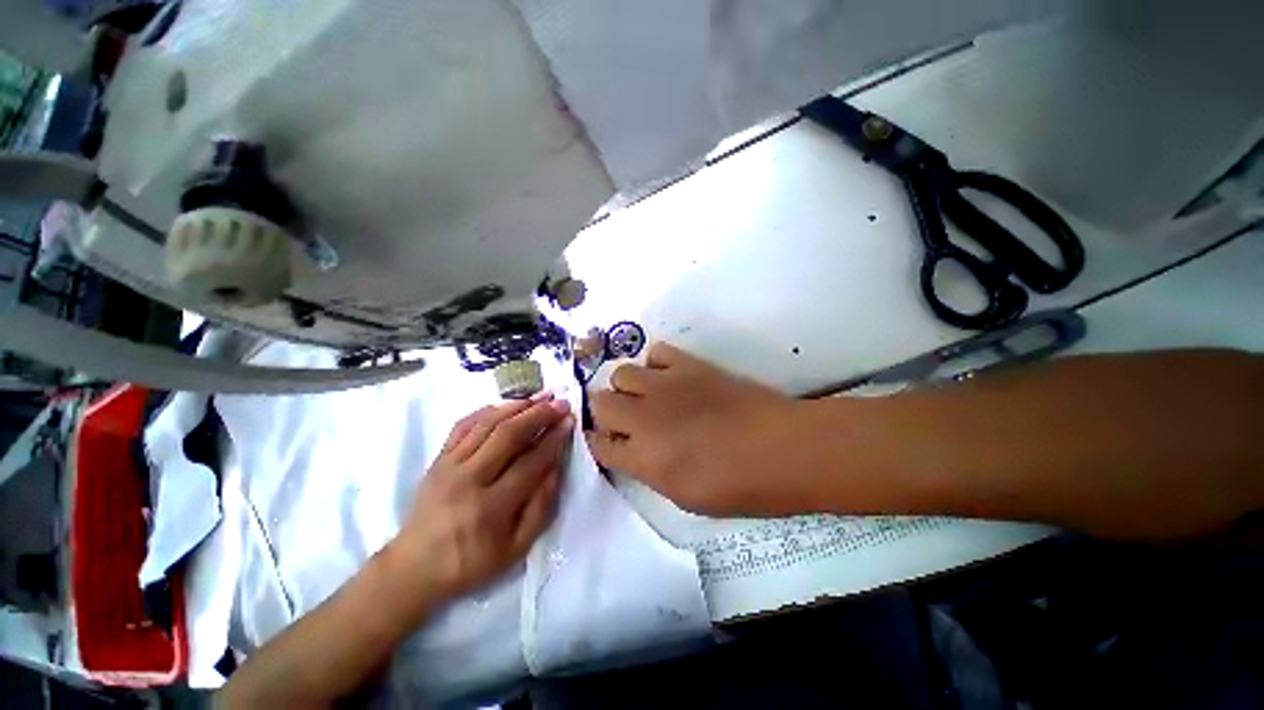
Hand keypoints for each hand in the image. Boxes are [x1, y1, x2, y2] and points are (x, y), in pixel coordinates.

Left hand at [391, 396, 573, 601]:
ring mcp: (449, 466)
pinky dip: (487, 410)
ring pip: (487, 424)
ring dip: (517, 406)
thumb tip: (556, 467)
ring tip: (540, 397)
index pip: (530, 462)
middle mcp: (469, 480)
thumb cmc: (471, 563)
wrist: (414, 568)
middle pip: (508, 435)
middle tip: (560, 403)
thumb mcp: (516, 549)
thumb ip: (541, 507)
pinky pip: (463, 425)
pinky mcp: (438, 459)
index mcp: (491, 508)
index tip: (569, 422)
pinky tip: (506, 405)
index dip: (553, 439)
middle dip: (539, 414)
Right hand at [586, 343, 810, 516]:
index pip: (599, 445)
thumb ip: (649, 470)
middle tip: (624, 422)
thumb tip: (634, 451)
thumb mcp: (685, 496)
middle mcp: (645, 416)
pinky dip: (655, 365)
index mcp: (643, 457)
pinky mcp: (689, 365)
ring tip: (646, 397)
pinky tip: (669, 378)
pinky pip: (656, 352)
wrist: (783, 447)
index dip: (598, 443)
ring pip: (621, 372)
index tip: (605, 443)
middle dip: (605, 413)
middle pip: (600, 402)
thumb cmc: (739, 486)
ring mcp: (666, 385)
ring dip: (627, 387)